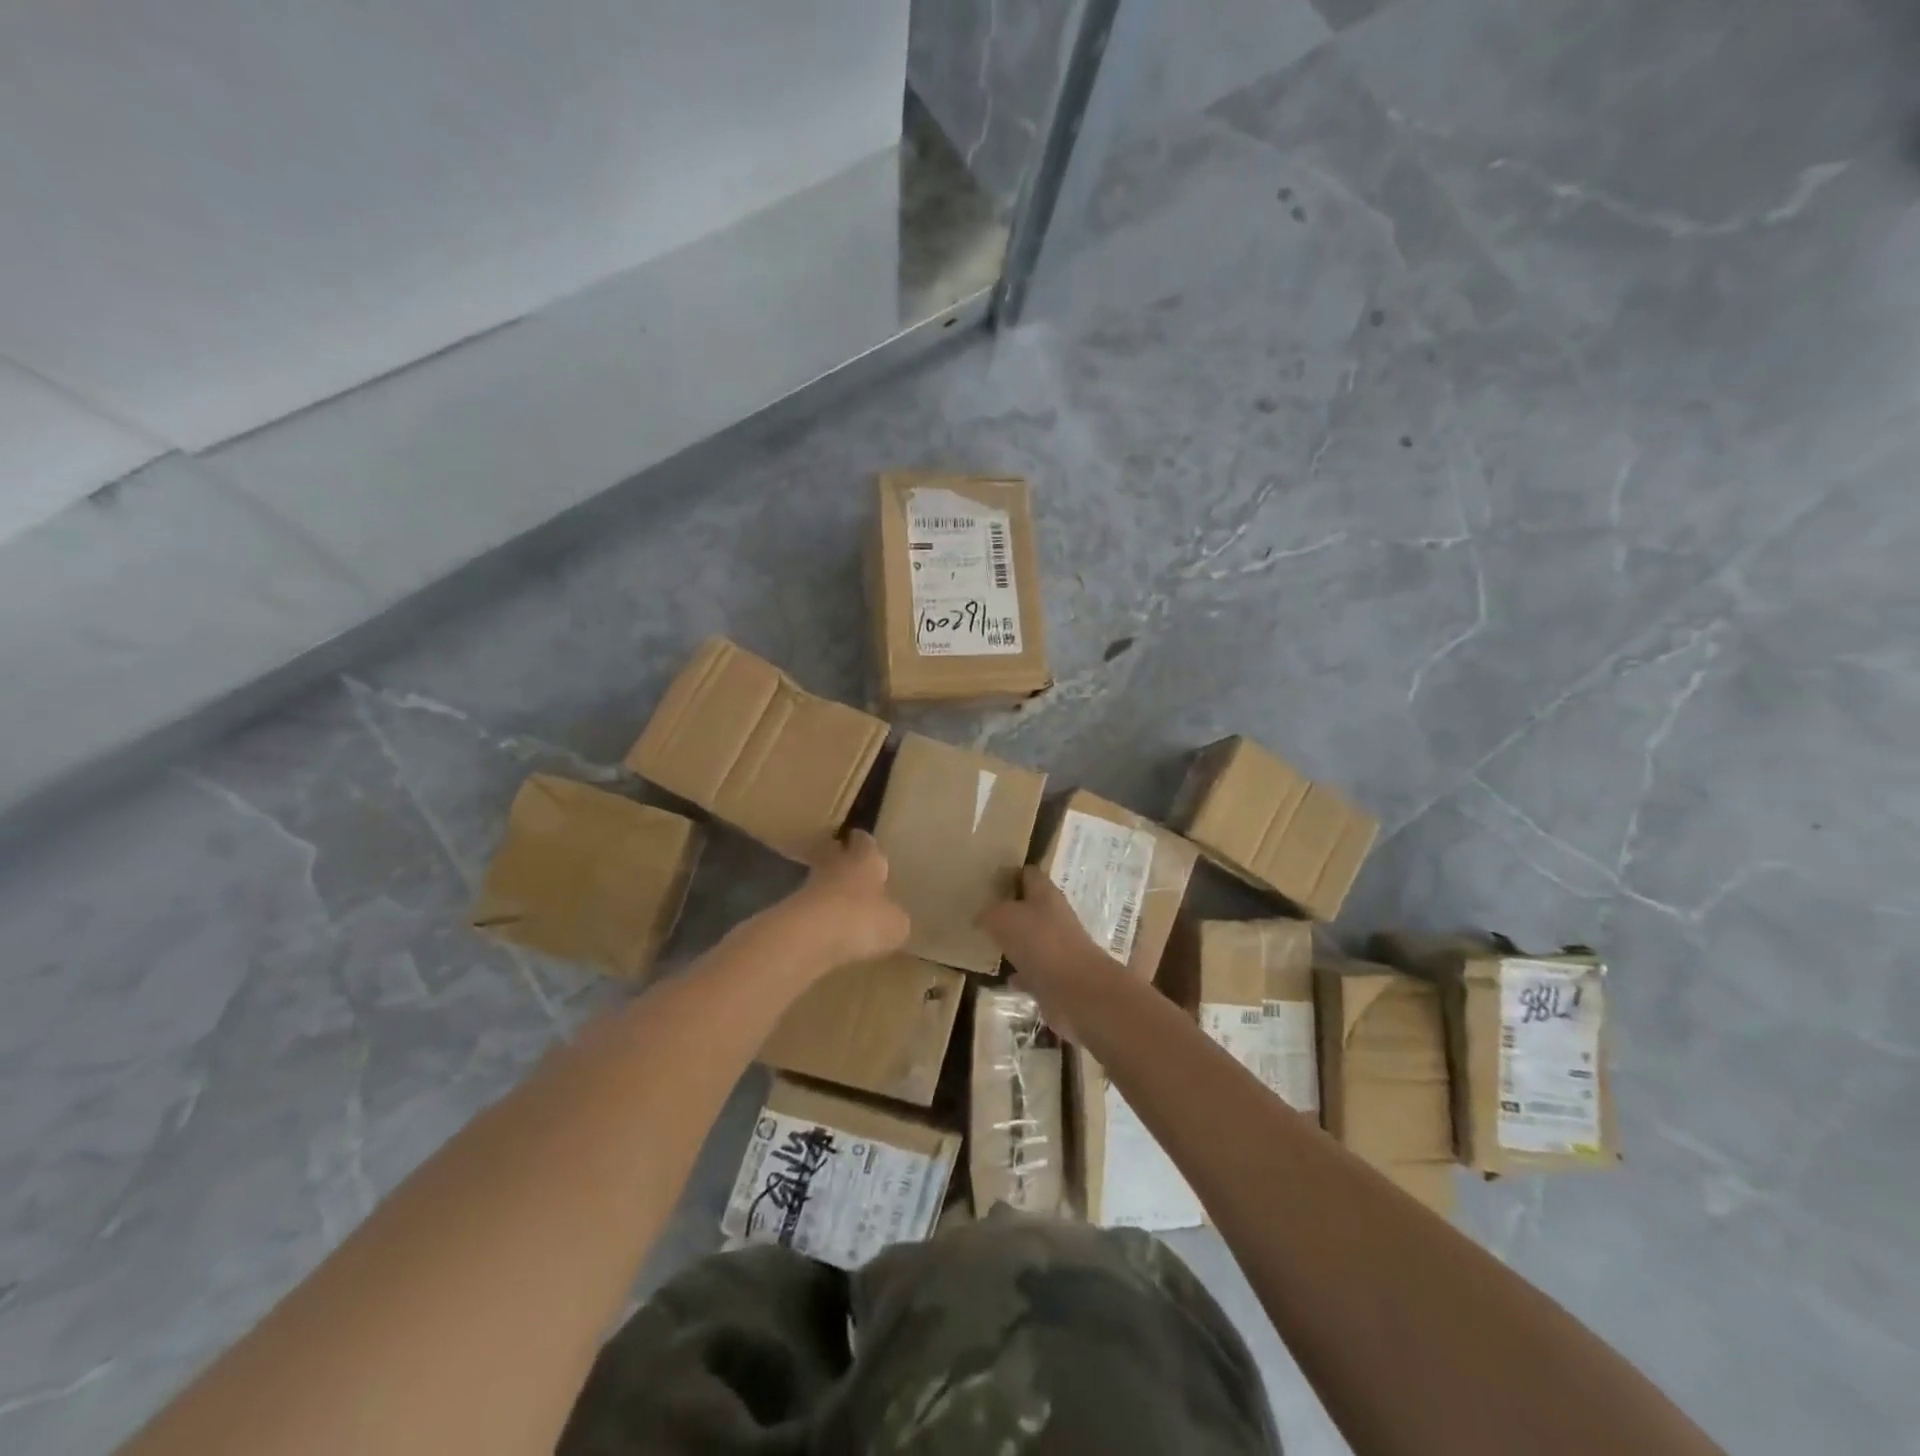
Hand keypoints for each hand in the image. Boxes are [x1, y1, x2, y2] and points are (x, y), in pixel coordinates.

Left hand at [775, 830, 911, 969]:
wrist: (808, 936)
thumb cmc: (862, 918)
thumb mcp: (895, 924)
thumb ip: (895, 917)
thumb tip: (893, 919)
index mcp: (866, 859)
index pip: (865, 841)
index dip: (866, 843)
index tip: (867, 844)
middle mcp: (837, 864)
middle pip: (838, 856)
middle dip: (845, 862)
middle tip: (855, 873)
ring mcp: (810, 886)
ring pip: (823, 882)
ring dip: (831, 891)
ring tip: (845, 906)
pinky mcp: (792, 910)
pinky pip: (812, 909)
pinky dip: (820, 917)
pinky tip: (830, 931)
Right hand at [979, 867, 1112, 1037]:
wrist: (1077, 991)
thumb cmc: (1040, 942)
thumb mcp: (1003, 918)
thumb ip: (989, 914)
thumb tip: (981, 917)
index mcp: (1045, 894)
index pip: (1028, 873)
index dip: (1009, 874)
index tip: (986, 881)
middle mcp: (1054, 917)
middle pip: (1029, 907)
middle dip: (1008, 910)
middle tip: (980, 914)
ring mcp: (1058, 948)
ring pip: (1031, 939)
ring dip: (1013, 942)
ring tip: (987, 944)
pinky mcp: (1057, 977)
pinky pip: (1033, 971)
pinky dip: (1020, 974)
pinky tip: (1003, 977)